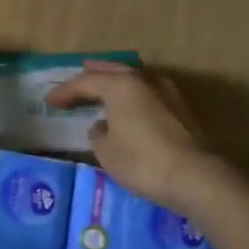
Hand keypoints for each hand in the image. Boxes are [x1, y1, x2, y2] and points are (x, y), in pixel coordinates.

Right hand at [45, 61, 217, 208]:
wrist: (198, 178)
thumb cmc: (143, 161)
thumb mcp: (106, 152)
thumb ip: (98, 134)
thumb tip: (103, 126)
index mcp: (121, 85)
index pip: (85, 82)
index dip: (65, 92)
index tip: (49, 102)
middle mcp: (145, 81)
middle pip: (113, 71)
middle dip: (93, 74)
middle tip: (79, 75)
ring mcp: (168, 93)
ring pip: (136, 78)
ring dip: (118, 80)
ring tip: (105, 85)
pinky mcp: (183, 110)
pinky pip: (150, 93)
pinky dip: (135, 94)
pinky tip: (131, 105)